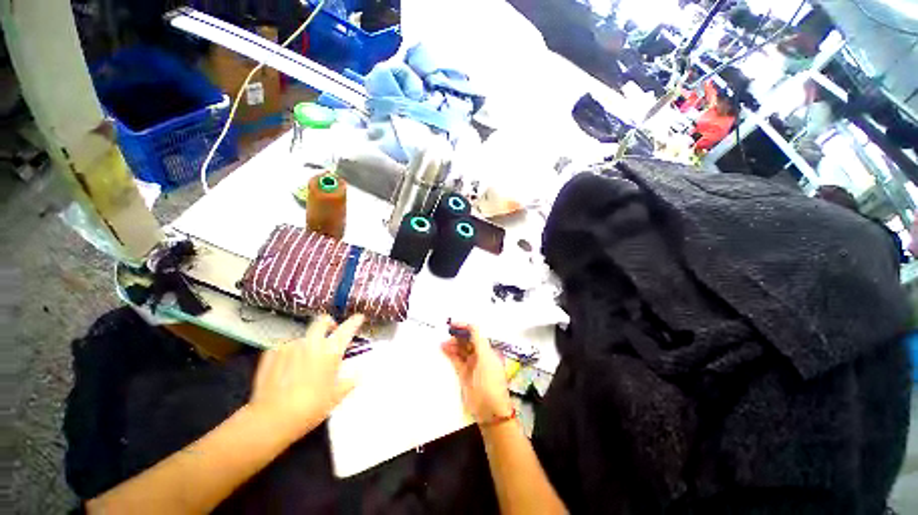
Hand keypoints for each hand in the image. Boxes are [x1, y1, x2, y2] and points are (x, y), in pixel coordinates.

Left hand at [248, 314, 363, 439]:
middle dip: (329, 323)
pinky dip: (290, 351)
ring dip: (308, 342)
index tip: (358, 318)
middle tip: (332, 332)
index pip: (348, 328)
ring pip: (303, 335)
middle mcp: (312, 342)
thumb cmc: (310, 407)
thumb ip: (349, 381)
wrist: (271, 419)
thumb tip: (357, 376)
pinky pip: (285, 346)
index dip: (355, 321)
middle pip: (322, 321)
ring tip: (306, 358)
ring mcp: (290, 346)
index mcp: (331, 350)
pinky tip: (287, 366)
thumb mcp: (336, 396)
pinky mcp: (271, 353)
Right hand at [441, 323, 513, 424]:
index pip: (476, 333)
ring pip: (461, 350)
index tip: (453, 325)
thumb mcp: (485, 358)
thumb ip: (478, 342)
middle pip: (467, 341)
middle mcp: (480, 355)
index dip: (465, 327)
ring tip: (442, 343)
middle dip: (457, 336)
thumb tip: (471, 326)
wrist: (489, 409)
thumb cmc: (490, 381)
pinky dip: (450, 354)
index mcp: (487, 350)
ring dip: (452, 345)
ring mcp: (472, 364)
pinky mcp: (464, 374)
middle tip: (446, 334)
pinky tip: (443, 349)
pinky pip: (456, 360)